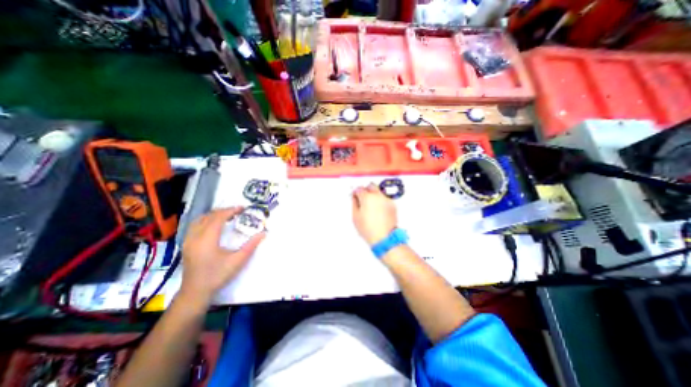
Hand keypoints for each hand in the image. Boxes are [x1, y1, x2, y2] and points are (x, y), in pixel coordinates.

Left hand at [178, 207, 264, 303]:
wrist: (195, 292)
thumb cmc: (217, 275)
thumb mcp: (238, 260)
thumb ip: (251, 245)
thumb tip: (263, 233)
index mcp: (207, 239)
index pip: (218, 217)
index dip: (231, 210)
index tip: (243, 208)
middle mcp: (195, 236)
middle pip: (208, 216)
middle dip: (224, 211)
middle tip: (238, 211)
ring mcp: (188, 240)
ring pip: (199, 220)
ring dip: (214, 215)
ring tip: (227, 216)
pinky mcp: (186, 245)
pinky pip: (195, 226)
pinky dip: (206, 220)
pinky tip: (214, 225)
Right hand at [352, 183, 396, 243]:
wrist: (384, 238)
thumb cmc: (369, 229)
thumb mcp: (355, 216)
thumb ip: (354, 203)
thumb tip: (355, 198)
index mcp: (367, 197)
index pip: (359, 189)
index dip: (356, 192)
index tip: (355, 195)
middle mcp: (378, 196)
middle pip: (371, 186)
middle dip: (366, 190)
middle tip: (363, 197)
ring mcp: (386, 199)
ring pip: (379, 191)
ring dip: (374, 194)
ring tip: (371, 204)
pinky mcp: (392, 204)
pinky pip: (385, 198)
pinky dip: (381, 200)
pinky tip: (378, 209)